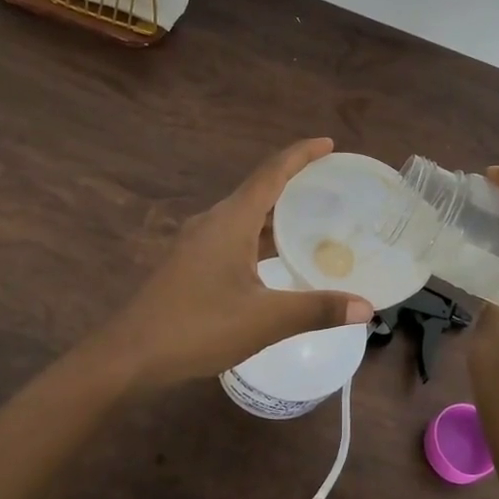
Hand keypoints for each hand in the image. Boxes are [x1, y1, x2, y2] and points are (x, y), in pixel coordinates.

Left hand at [95, 138, 371, 390]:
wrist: (130, 355)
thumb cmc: (198, 327)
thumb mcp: (265, 320)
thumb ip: (317, 310)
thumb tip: (368, 307)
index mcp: (231, 220)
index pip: (272, 173)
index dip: (301, 155)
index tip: (329, 143)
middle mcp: (214, 221)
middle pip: (260, 189)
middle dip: (295, 183)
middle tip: (333, 186)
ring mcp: (198, 242)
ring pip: (246, 216)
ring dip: (278, 213)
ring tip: (315, 220)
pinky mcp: (191, 263)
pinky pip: (235, 235)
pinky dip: (261, 237)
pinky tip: (278, 259)